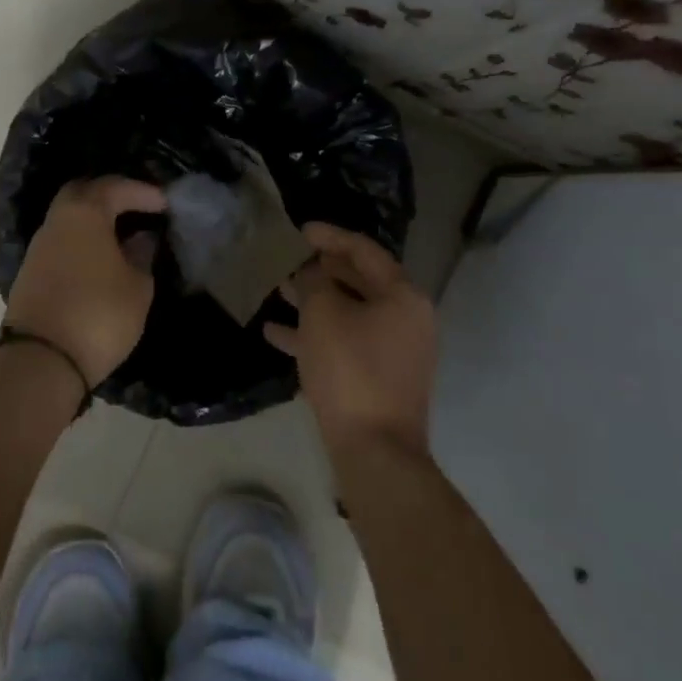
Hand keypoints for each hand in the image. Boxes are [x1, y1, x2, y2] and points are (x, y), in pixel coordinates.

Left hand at [5, 177, 167, 386]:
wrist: (40, 361)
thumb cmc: (99, 315)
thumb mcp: (137, 287)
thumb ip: (142, 256)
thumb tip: (141, 238)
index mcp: (84, 213)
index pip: (115, 187)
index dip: (142, 192)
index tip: (165, 204)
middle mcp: (56, 221)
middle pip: (83, 193)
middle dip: (111, 195)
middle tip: (137, 207)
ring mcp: (38, 247)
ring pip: (69, 218)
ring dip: (95, 221)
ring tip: (123, 237)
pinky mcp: (30, 273)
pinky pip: (62, 242)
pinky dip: (82, 241)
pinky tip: (101, 259)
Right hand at [265, 222, 437, 456]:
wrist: (374, 451)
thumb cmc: (350, 370)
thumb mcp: (323, 314)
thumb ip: (314, 281)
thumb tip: (312, 270)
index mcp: (403, 296)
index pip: (364, 251)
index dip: (330, 236)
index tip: (300, 230)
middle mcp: (406, 319)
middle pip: (358, 281)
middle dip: (320, 270)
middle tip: (288, 259)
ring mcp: (394, 351)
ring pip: (348, 313)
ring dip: (313, 302)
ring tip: (277, 290)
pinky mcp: (379, 378)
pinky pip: (345, 344)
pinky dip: (315, 335)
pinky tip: (275, 333)